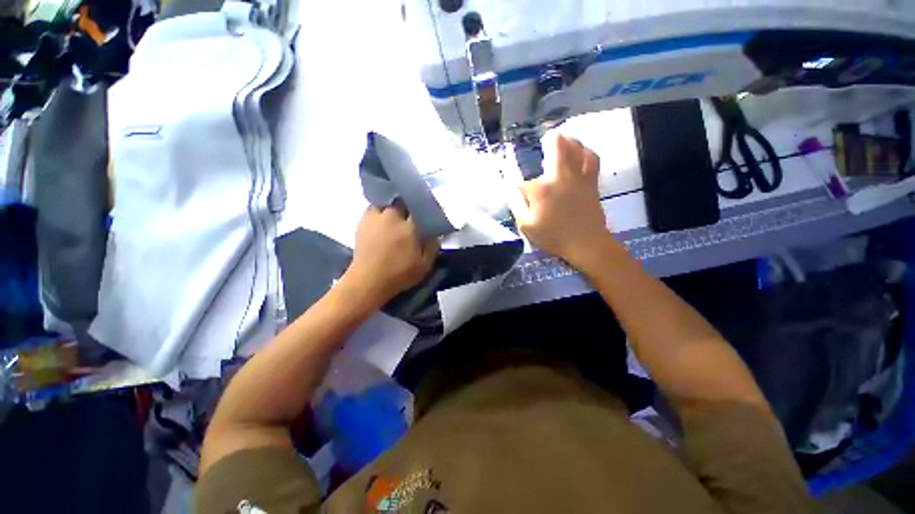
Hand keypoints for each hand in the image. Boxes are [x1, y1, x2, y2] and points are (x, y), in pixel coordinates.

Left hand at [343, 203, 438, 306]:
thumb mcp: (424, 264)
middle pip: (402, 201)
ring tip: (396, 214)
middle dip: (408, 205)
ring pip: (387, 202)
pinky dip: (380, 211)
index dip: (425, 208)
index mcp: (410, 226)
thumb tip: (435, 233)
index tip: (428, 213)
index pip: (420, 207)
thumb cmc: (399, 274)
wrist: (368, 281)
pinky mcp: (363, 222)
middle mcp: (392, 216)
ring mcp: (375, 217)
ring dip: (393, 206)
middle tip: (412, 214)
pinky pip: (374, 208)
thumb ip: (432, 246)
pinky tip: (383, 220)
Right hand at [510, 134, 610, 268]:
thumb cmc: (553, 236)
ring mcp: (578, 177)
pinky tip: (583, 151)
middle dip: (550, 140)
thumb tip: (513, 190)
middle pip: (557, 147)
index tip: (517, 195)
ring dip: (569, 140)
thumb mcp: (526, 226)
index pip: (524, 182)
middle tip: (546, 137)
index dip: (519, 188)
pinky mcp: (591, 182)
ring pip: (576, 148)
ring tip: (564, 137)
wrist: (586, 243)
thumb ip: (517, 205)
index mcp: (541, 189)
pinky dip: (586, 152)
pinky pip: (591, 159)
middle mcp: (560, 176)